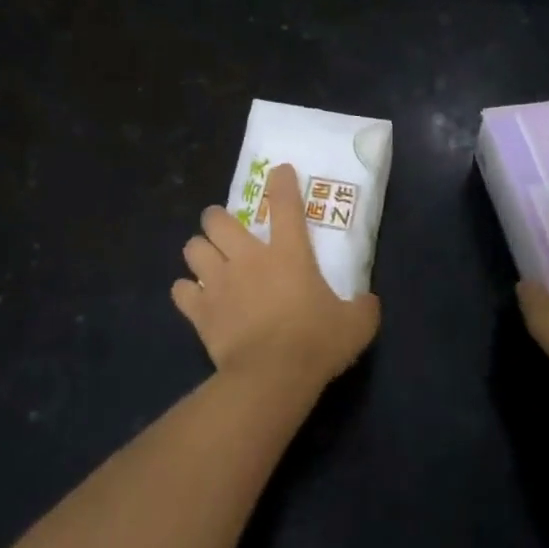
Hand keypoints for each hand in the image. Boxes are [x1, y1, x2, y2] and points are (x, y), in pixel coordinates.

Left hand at [172, 164, 380, 387]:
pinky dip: (186, 292)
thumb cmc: (316, 343)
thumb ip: (363, 307)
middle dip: (217, 218)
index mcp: (288, 253)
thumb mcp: (356, 325)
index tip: (278, 171)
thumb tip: (368, 301)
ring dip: (199, 250)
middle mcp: (248, 258)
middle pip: (217, 219)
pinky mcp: (200, 310)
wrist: (272, 376)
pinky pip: (180, 290)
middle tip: (224, 228)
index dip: (281, 183)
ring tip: (206, 260)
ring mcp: (219, 282)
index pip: (285, 204)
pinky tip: (194, 298)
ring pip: (193, 248)